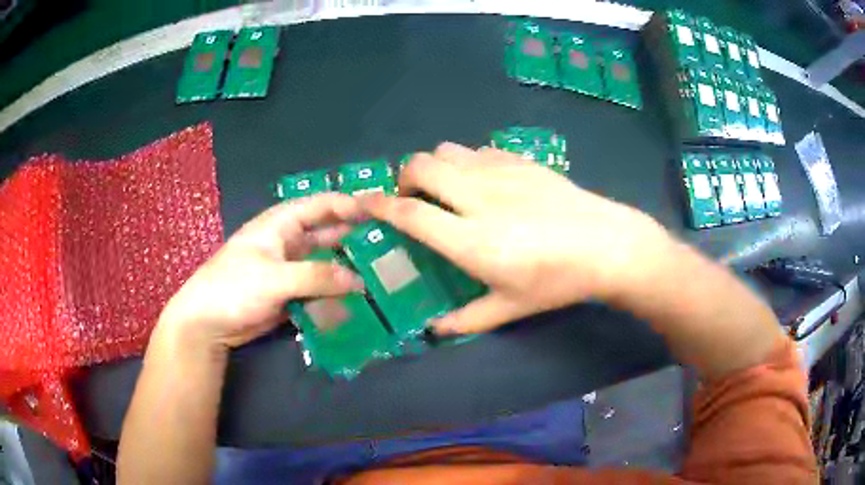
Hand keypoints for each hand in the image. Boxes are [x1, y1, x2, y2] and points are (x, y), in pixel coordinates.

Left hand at [158, 194, 365, 349]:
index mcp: (281, 224)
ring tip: (381, 275)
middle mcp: (289, 242)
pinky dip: (336, 294)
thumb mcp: (274, 277)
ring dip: (348, 269)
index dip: (348, 205)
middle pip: (327, 234)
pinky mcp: (291, 294)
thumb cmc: (234, 287)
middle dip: (355, 238)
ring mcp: (291, 270)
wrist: (208, 322)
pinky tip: (357, 301)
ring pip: (326, 264)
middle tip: (390, 246)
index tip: (380, 212)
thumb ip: (317, 276)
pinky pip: (320, 290)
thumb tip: (359, 281)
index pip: (320, 205)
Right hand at [361, 143, 674, 334]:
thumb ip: (466, 320)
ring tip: (444, 187)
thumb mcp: (512, 308)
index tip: (364, 202)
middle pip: (422, 167)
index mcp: (472, 240)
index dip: (380, 205)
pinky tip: (480, 180)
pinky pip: (477, 150)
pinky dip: (465, 161)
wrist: (607, 244)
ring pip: (447, 151)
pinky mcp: (520, 161)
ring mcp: (501, 173)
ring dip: (434, 166)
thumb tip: (434, 330)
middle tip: (411, 197)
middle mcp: (479, 198)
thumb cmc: (558, 281)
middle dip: (404, 177)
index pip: (411, 214)